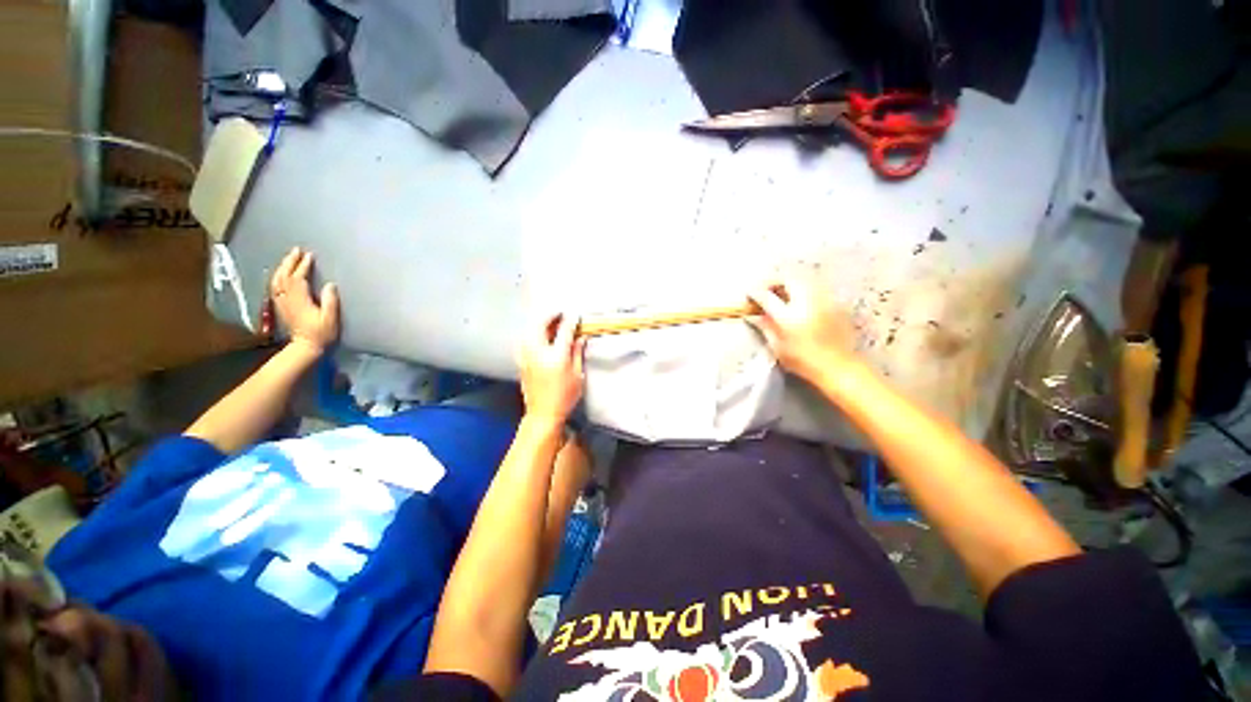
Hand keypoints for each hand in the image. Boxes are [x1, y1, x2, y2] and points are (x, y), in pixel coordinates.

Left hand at [270, 247, 339, 353]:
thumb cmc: (322, 333)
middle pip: (284, 276)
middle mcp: (288, 299)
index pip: (299, 278)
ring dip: (282, 267)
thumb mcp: (330, 319)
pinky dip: (277, 277)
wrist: (305, 346)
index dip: (303, 266)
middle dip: (290, 262)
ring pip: (277, 280)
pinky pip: (275, 287)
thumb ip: (330, 301)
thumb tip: (330, 284)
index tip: (310, 256)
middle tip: (297, 250)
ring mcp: (282, 303)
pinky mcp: (281, 306)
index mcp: (300, 300)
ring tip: (289, 258)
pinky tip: (281, 274)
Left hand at [517, 313, 585, 426]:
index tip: (575, 315)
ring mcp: (527, 356)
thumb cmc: (565, 396)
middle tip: (560, 314)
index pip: (564, 330)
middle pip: (540, 324)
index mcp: (557, 356)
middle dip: (550, 316)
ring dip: (540, 323)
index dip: (570, 320)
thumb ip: (577, 353)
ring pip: (529, 330)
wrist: (543, 413)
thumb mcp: (578, 375)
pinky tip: (539, 336)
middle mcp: (539, 352)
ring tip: (550, 323)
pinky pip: (525, 340)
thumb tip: (580, 337)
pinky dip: (532, 333)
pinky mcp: (521, 361)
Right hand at [748, 278, 860, 381]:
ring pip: (804, 279)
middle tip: (767, 290)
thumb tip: (753, 315)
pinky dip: (805, 289)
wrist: (838, 367)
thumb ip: (765, 327)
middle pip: (787, 279)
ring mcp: (823, 300)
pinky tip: (801, 301)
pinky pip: (816, 288)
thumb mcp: (778, 347)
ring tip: (783, 292)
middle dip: (774, 281)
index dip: (755, 293)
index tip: (749, 294)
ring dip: (790, 282)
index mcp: (788, 316)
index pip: (766, 296)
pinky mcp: (835, 303)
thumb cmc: (803, 361)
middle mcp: (806, 302)